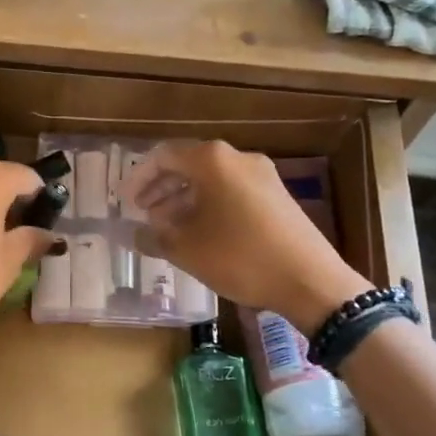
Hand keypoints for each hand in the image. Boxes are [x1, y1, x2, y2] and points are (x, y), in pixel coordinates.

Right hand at [127, 141, 368, 332]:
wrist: (309, 279)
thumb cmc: (240, 257)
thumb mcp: (187, 250)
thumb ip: (155, 237)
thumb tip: (134, 234)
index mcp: (212, 161)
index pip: (164, 156)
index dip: (140, 178)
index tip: (126, 201)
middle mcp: (238, 159)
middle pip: (189, 165)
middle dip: (162, 188)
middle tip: (144, 213)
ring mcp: (262, 176)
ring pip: (211, 180)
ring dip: (184, 199)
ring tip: (167, 227)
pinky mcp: (276, 196)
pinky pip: (231, 191)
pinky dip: (209, 205)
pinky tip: (200, 233)